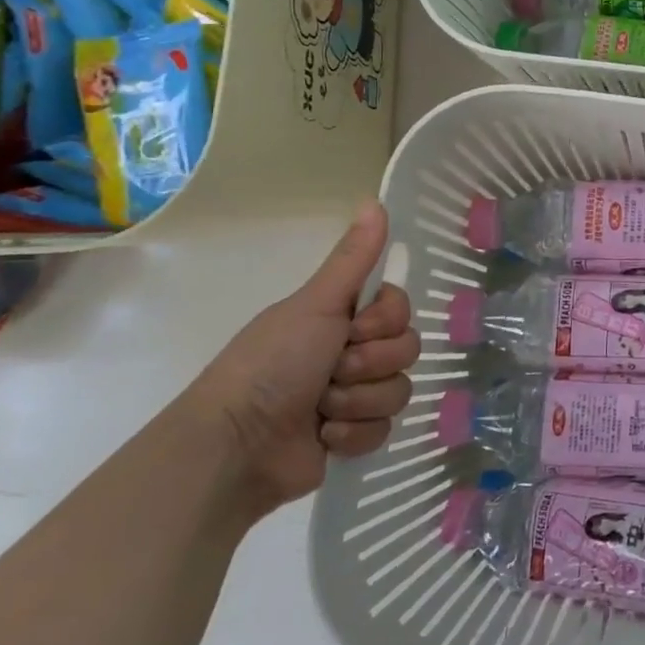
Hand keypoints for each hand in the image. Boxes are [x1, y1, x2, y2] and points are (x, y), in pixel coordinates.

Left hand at [182, 202, 418, 515]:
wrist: (237, 445)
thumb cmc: (272, 365)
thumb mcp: (314, 305)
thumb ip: (352, 259)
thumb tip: (375, 200)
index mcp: (342, 319)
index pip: (400, 309)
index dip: (386, 321)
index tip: (353, 329)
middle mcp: (351, 353)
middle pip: (406, 349)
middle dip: (370, 364)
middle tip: (332, 370)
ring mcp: (354, 397)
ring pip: (399, 390)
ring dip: (359, 400)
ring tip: (322, 409)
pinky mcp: (353, 438)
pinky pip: (385, 430)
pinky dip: (354, 434)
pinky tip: (325, 436)